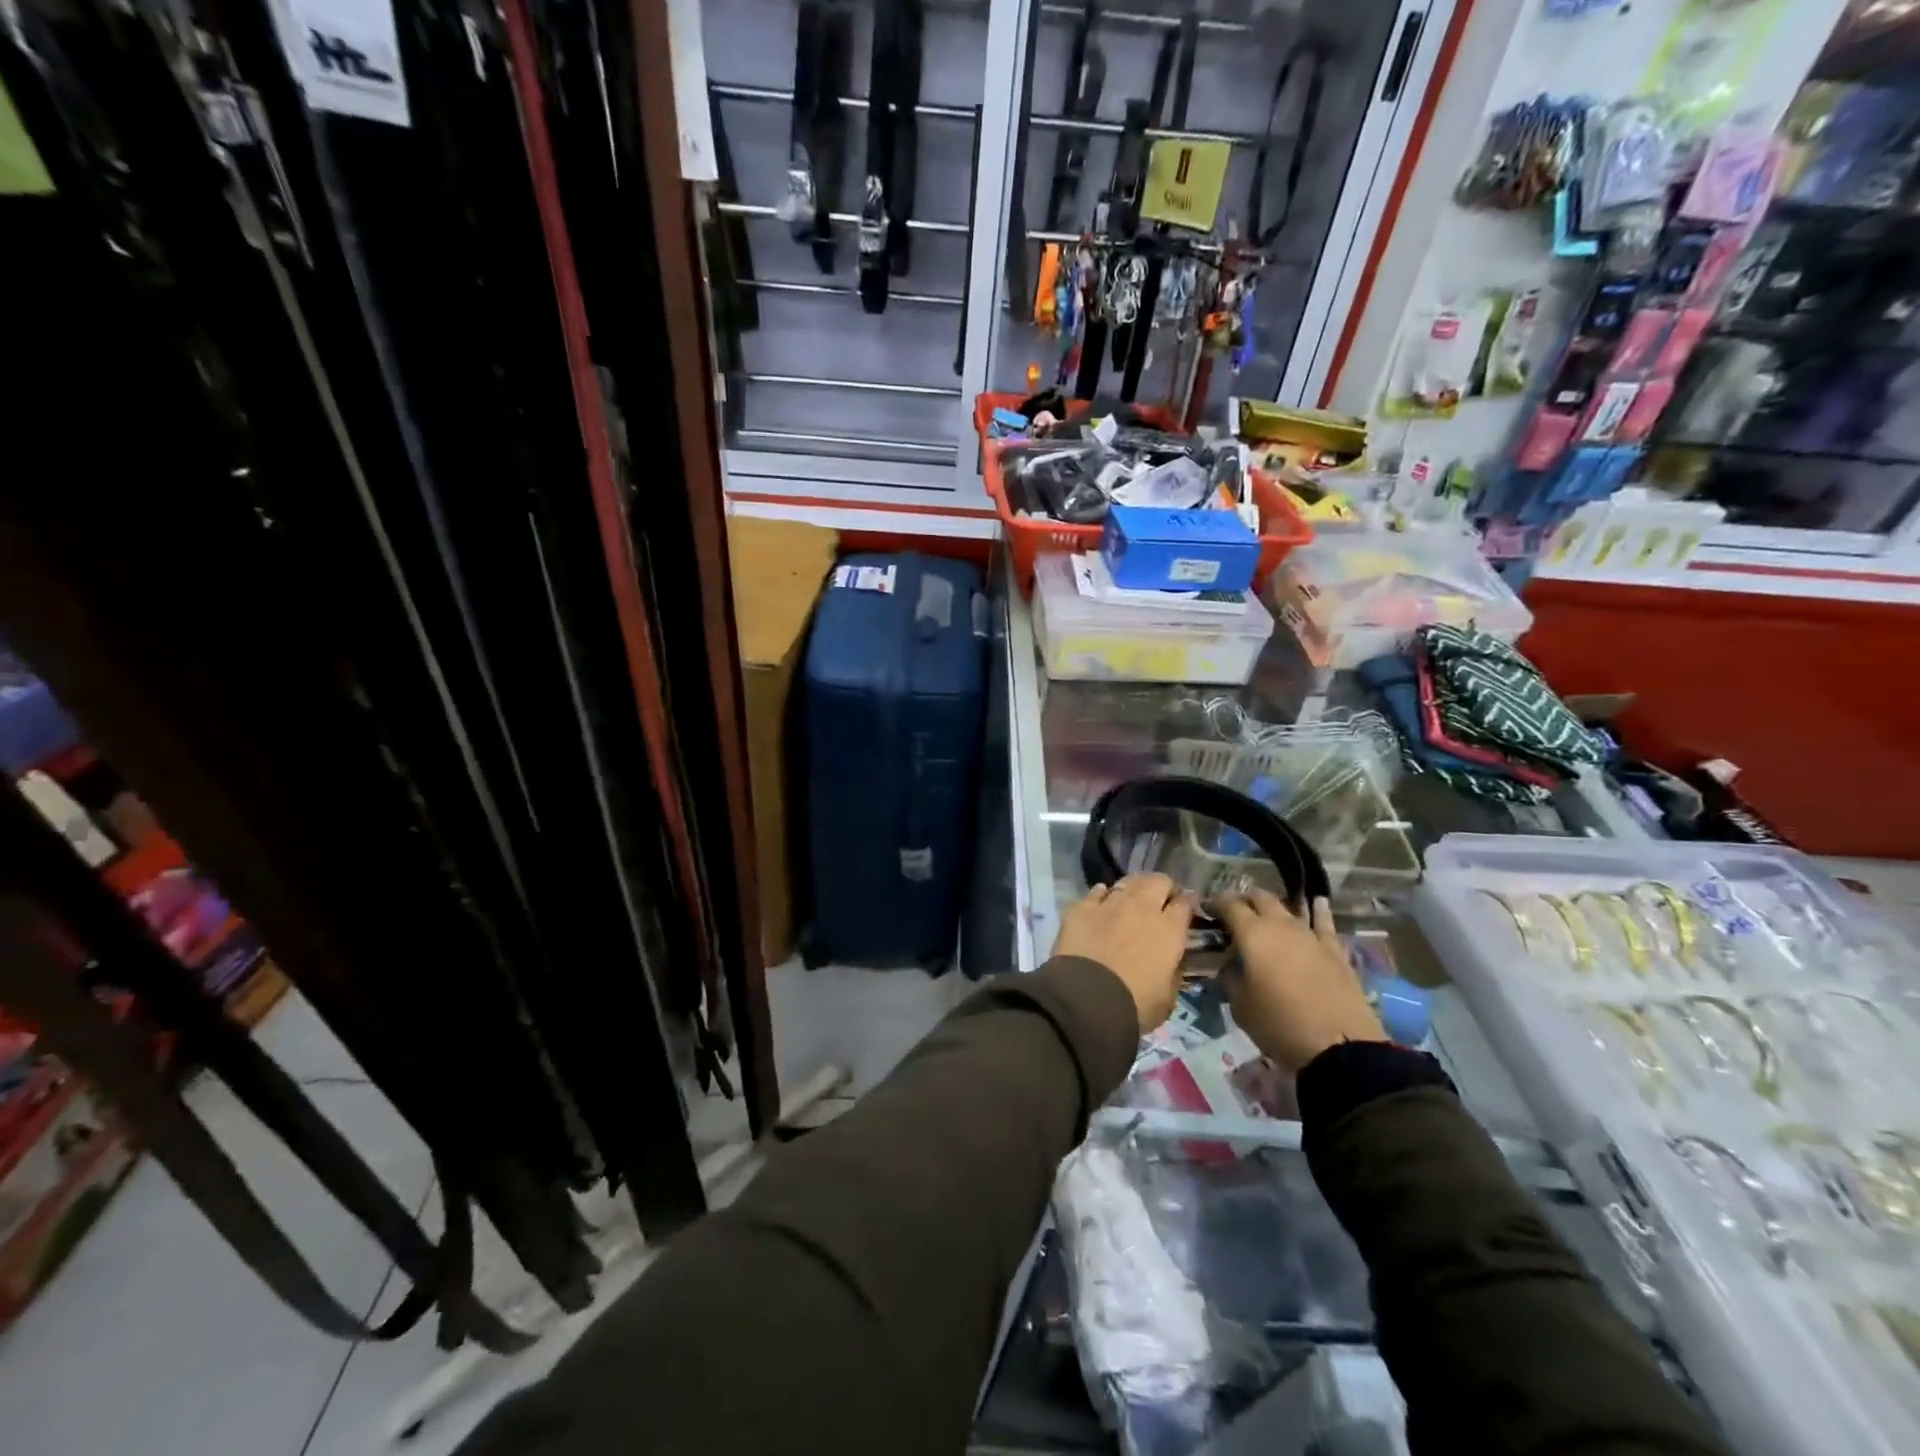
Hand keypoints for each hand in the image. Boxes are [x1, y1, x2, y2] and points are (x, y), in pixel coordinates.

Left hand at [1054, 874, 1195, 1033]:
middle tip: (1160, 900)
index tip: (1186, 908)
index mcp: (1169, 930)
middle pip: (1158, 881)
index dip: (1187, 903)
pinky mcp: (1082, 907)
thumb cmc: (1135, 1004)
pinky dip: (1102, 895)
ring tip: (1132, 898)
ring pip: (1127, 881)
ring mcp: (1110, 904)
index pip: (1185, 903)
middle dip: (1163, 887)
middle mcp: (1142, 908)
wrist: (1087, 999)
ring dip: (1134, 888)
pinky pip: (1097, 891)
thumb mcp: (1167, 997)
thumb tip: (1171, 963)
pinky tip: (1102, 901)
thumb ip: (1172, 973)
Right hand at [1215, 890, 1384, 1073]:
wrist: (1339, 1047)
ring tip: (1265, 913)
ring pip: (1288, 908)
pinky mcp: (1335, 950)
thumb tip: (1231, 966)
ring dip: (1273, 907)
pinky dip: (1318, 911)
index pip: (1229, 905)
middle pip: (1260, 898)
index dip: (1215, 904)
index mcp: (1252, 934)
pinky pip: (1324, 923)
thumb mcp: (1239, 1006)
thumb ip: (1230, 977)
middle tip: (1234, 913)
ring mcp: (1310, 935)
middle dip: (1244, 900)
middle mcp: (1281, 925)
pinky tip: (1318, 902)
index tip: (1207, 910)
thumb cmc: (1279, 1025)